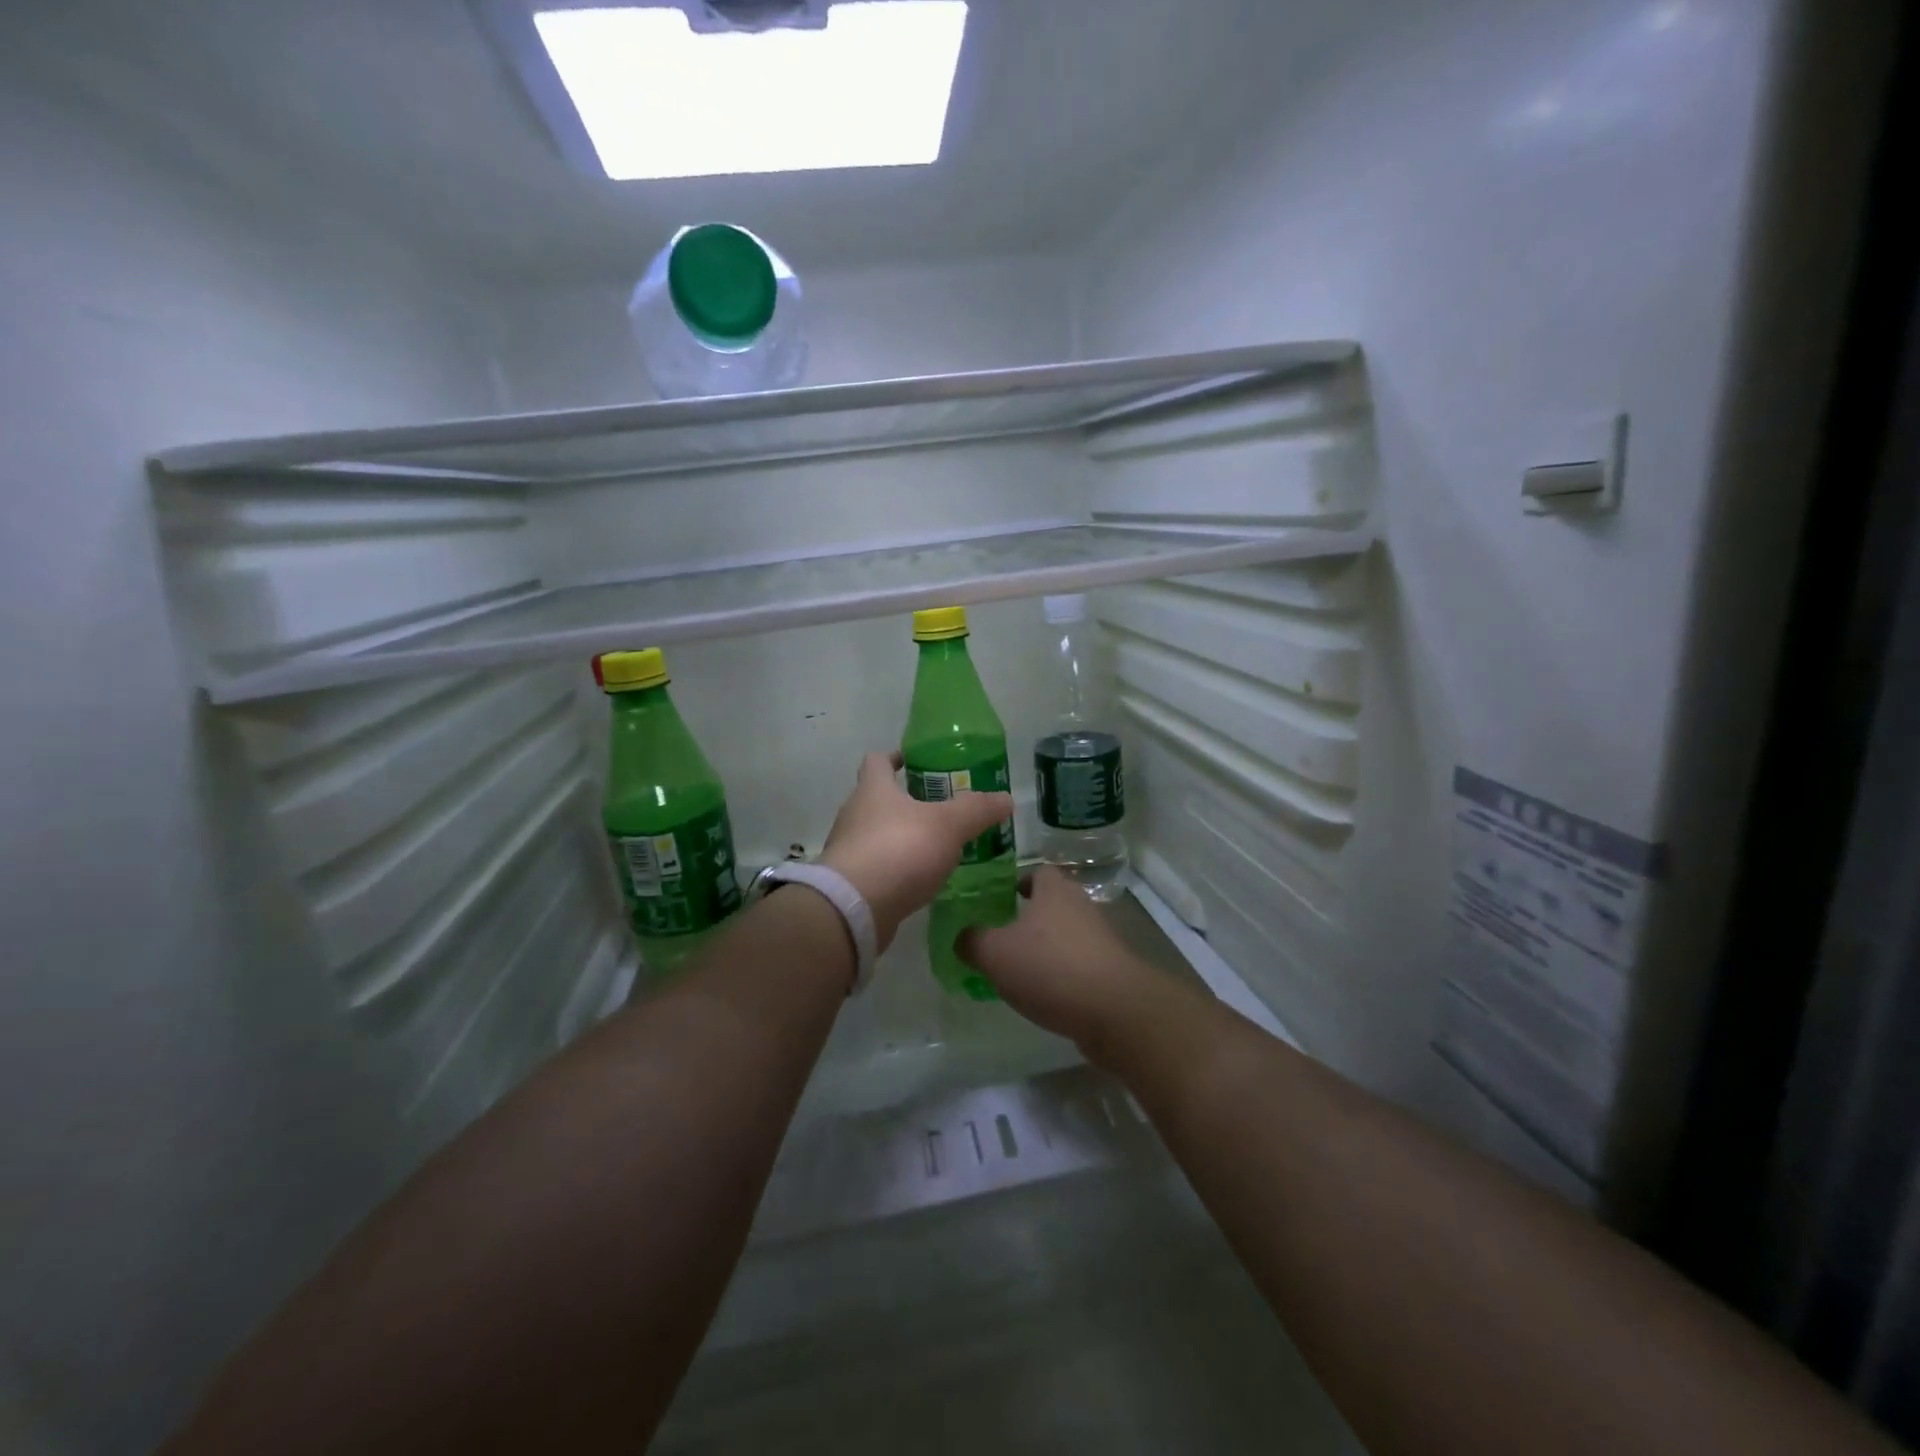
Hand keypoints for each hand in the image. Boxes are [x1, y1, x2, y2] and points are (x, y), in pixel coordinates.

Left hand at [819, 751, 1013, 953]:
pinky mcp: (850, 882)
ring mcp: (849, 850)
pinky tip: (919, 879)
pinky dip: (896, 868)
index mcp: (873, 789)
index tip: (914, 762)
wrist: (854, 909)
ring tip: (934, 847)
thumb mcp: (948, 825)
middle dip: (905, 801)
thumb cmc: (899, 850)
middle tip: (939, 808)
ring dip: (901, 836)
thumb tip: (1006, 798)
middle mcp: (854, 814)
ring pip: (876, 834)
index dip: (894, 758)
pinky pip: (876, 866)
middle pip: (877, 798)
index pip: (877, 760)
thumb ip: (977, 810)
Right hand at [960, 865, 1161, 1048]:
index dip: (1017, 882)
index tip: (998, 899)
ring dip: (1044, 948)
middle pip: (1051, 903)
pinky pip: (1077, 964)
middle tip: (1000, 935)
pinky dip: (1060, 974)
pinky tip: (1043, 995)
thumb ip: (972, 941)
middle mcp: (1080, 906)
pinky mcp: (1110, 971)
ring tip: (1017, 969)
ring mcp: (1100, 939)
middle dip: (1028, 917)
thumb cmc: (1050, 968)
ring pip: (1064, 935)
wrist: (1115, 1010)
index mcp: (1054, 890)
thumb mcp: (994, 953)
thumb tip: (962, 937)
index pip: (1037, 872)